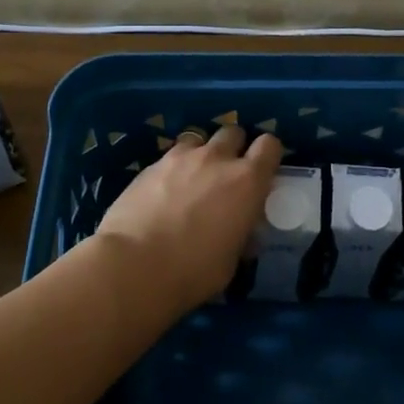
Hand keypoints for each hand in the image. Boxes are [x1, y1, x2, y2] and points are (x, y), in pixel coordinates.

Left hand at [96, 125, 283, 308]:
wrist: (134, 266)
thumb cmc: (193, 271)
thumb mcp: (231, 260)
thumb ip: (241, 235)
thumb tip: (242, 231)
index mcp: (247, 181)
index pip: (270, 145)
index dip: (268, 154)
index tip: (262, 170)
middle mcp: (217, 159)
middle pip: (233, 132)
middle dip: (234, 148)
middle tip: (226, 174)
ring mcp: (181, 157)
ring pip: (199, 139)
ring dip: (202, 154)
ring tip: (193, 178)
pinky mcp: (150, 165)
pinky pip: (171, 155)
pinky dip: (174, 167)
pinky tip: (164, 190)